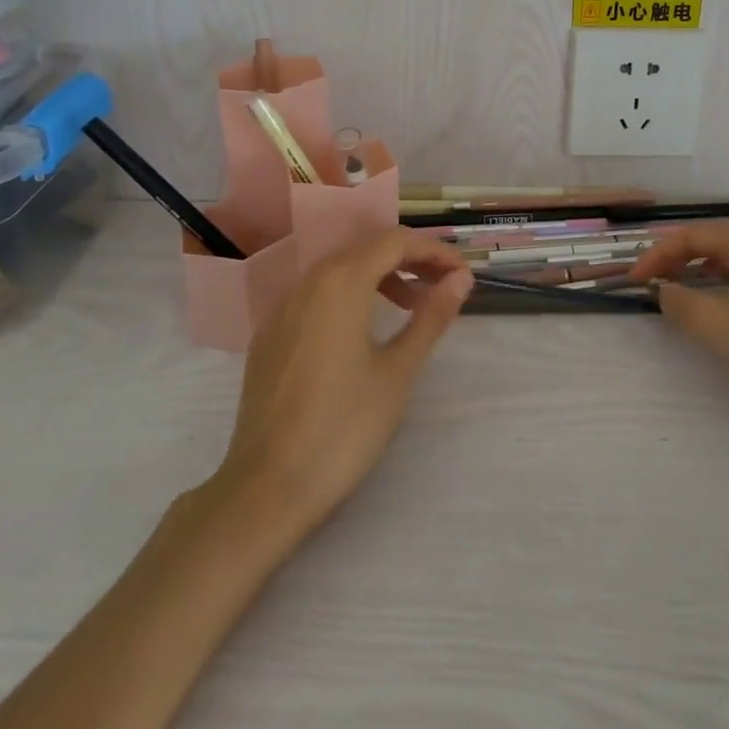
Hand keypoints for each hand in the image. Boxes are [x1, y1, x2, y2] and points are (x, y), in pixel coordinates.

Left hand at [216, 228, 472, 534]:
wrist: (267, 487)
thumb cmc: (343, 427)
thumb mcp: (398, 371)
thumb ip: (430, 317)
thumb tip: (460, 278)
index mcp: (341, 281)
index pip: (394, 241)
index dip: (433, 251)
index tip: (462, 274)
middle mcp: (308, 281)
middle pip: (365, 249)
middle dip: (408, 259)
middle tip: (442, 285)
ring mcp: (282, 307)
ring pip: (339, 270)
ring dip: (379, 275)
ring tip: (411, 305)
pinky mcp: (269, 335)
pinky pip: (316, 294)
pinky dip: (349, 295)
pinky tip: (363, 330)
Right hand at [628, 223, 728, 432]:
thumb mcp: (717, 323)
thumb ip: (679, 302)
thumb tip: (662, 291)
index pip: (690, 236)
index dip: (657, 255)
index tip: (634, 280)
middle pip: (708, 242)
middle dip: (674, 258)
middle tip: (649, 281)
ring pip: (725, 259)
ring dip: (694, 270)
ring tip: (672, 289)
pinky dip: (715, 284)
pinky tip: (709, 304)